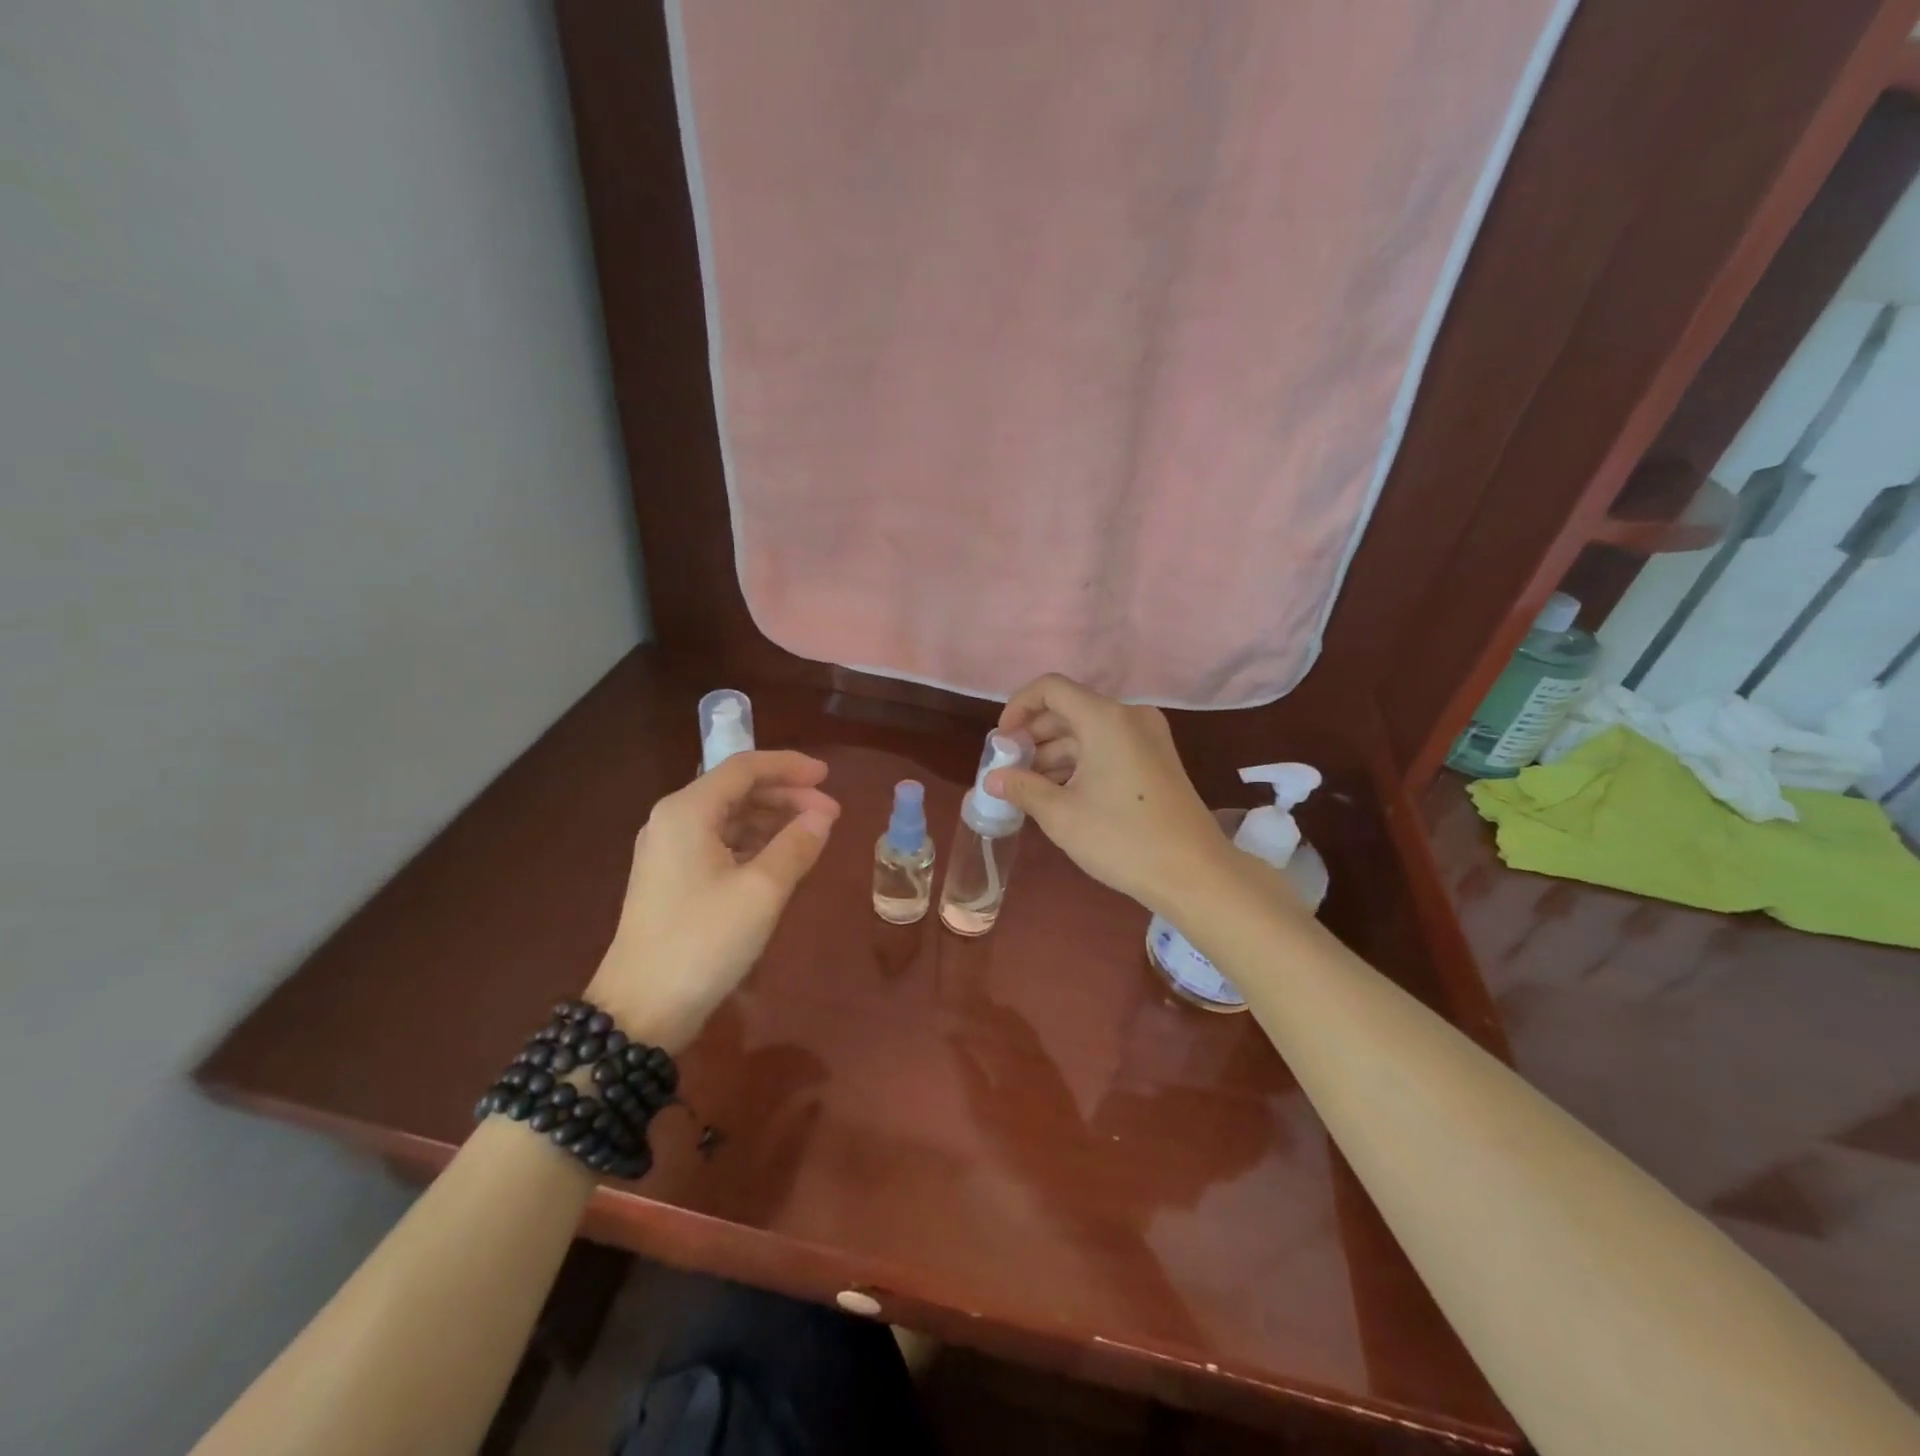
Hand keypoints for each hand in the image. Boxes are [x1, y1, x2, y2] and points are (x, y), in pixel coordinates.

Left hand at [586, 751, 840, 1050]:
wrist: (641, 1009)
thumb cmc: (703, 941)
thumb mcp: (761, 891)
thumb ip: (796, 845)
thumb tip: (824, 815)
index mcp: (688, 811)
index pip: (744, 767)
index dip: (789, 766)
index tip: (828, 776)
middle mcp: (673, 820)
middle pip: (736, 790)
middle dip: (786, 795)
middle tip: (830, 813)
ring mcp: (669, 850)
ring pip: (729, 816)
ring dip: (772, 819)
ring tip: (813, 834)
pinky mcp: (672, 878)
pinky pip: (720, 842)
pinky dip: (754, 842)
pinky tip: (781, 857)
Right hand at [989, 674, 1230, 913]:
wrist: (1194, 874)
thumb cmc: (1122, 839)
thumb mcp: (1061, 815)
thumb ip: (1021, 787)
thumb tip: (992, 778)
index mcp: (1106, 719)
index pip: (1051, 689)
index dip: (1018, 707)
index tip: (1001, 742)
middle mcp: (1129, 717)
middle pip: (1069, 710)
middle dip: (1034, 737)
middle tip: (1009, 770)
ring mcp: (1148, 738)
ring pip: (1088, 732)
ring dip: (1054, 754)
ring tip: (1028, 789)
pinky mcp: (1156, 759)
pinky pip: (1108, 747)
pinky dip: (1080, 763)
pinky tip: (1060, 794)